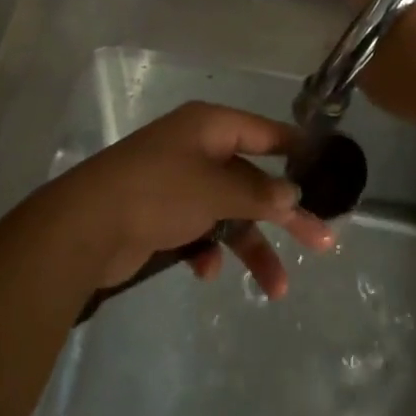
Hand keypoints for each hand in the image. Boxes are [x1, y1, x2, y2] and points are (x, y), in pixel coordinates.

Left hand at [49, 101, 335, 298]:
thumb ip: (258, 192)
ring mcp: (178, 181)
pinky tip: (207, 271)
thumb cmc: (159, 192)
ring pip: (229, 211)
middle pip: (252, 178)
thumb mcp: (216, 189)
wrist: (87, 225)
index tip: (328, 169)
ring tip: (276, 289)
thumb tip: (292, 192)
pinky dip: (209, 250)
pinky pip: (200, 230)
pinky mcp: (161, 214)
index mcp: (209, 126)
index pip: (264, 131)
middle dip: (284, 213)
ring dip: (251, 247)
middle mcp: (196, 149)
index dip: (296, 149)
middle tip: (324, 242)